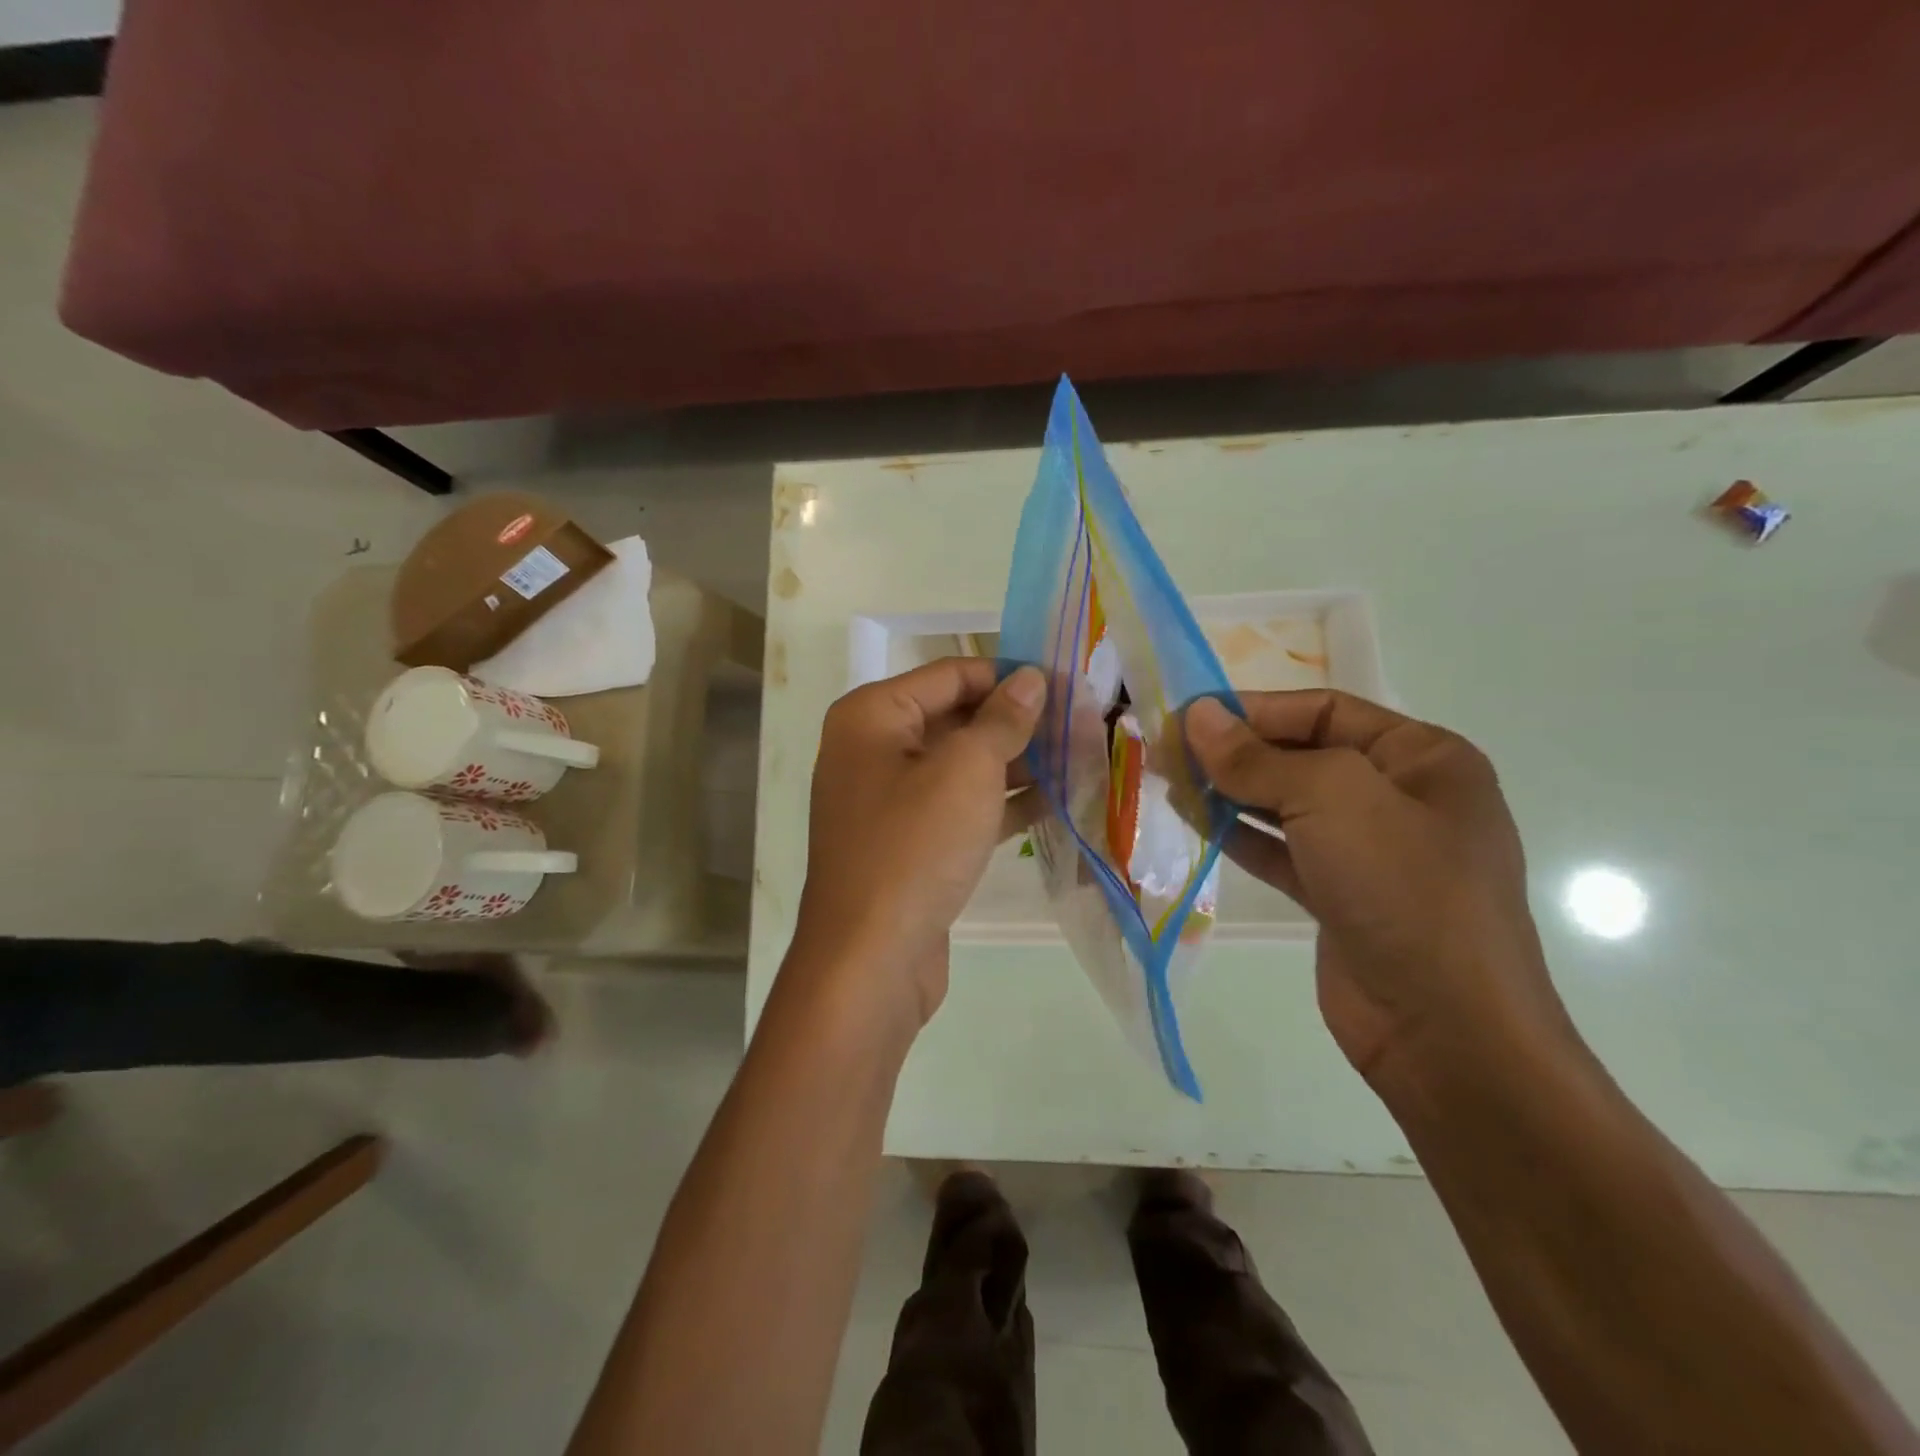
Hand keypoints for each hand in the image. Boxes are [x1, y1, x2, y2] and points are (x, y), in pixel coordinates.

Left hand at [793, 658, 1045, 1027]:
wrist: (870, 959)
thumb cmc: (914, 847)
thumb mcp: (966, 771)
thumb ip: (1002, 719)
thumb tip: (1029, 678)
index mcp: (872, 716)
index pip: (951, 674)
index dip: (1009, 676)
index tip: (1067, 683)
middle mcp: (874, 749)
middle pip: (957, 718)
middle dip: (1018, 722)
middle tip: (1084, 723)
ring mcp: (890, 799)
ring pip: (963, 766)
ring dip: (1018, 763)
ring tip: (1082, 757)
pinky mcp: (911, 842)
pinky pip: (961, 807)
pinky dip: (1002, 802)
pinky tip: (1057, 801)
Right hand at [1184, 691, 1568, 1084]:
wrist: (1446, 1030)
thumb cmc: (1401, 888)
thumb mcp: (1331, 799)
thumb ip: (1257, 757)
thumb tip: (1197, 715)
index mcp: (1423, 757)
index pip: (1324, 710)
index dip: (1254, 708)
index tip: (1187, 716)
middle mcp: (1401, 797)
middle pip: (1303, 755)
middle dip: (1236, 751)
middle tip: (1167, 751)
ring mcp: (1372, 852)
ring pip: (1288, 804)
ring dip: (1231, 792)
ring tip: (1171, 783)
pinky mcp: (1342, 897)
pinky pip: (1284, 850)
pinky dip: (1241, 835)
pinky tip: (1196, 823)